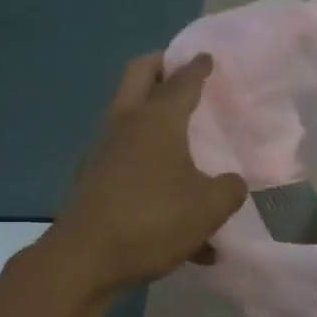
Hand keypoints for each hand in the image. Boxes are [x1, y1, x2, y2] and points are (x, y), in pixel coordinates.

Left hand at [52, 52, 247, 291]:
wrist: (86, 259)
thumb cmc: (154, 220)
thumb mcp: (210, 206)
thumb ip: (229, 188)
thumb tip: (230, 182)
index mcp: (158, 119)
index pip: (183, 80)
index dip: (198, 67)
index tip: (208, 57)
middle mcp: (127, 124)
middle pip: (140, 75)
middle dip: (162, 67)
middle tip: (183, 72)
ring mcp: (105, 150)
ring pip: (130, 115)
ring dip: (153, 115)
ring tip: (184, 135)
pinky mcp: (95, 178)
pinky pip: (128, 160)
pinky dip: (150, 165)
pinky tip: (176, 209)